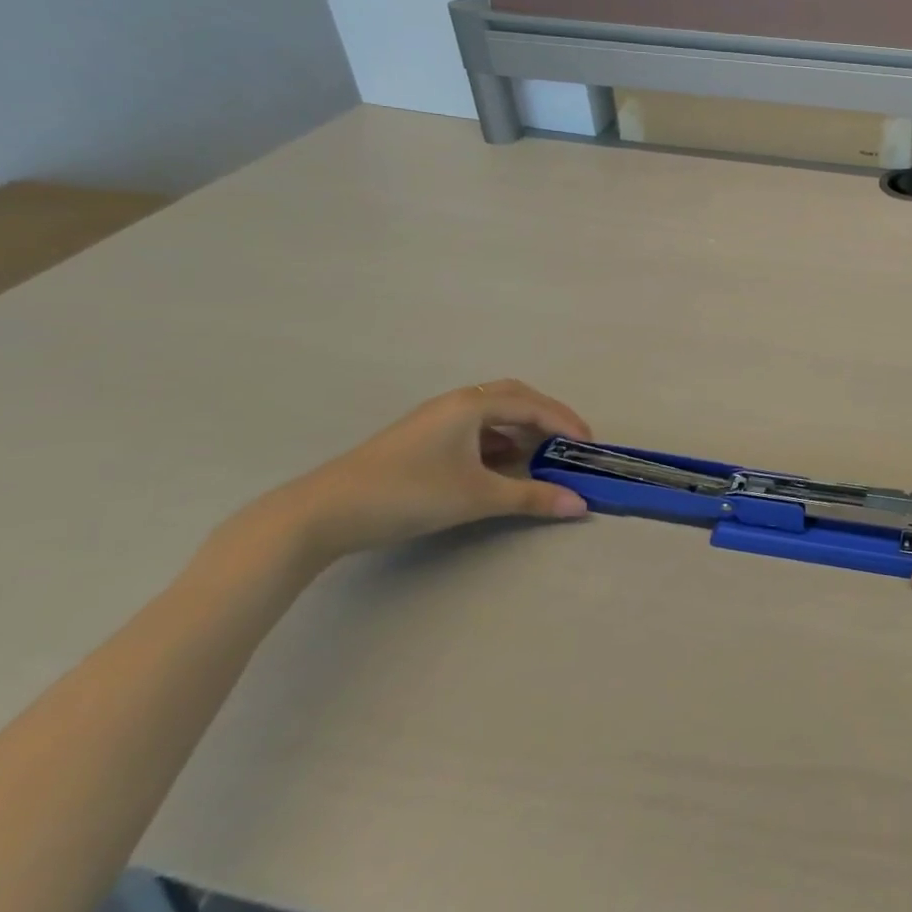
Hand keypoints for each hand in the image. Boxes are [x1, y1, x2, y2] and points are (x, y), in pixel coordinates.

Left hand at [268, 380, 592, 561]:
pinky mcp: (421, 440)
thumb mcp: (476, 496)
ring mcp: (434, 420)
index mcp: (471, 404)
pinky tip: (501, 465)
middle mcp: (455, 403)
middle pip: (514, 398)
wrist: (322, 513)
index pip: (533, 406)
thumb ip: (531, 497)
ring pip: (492, 414)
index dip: (566, 423)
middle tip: (569, 442)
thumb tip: (580, 504)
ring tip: (541, 455)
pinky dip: (498, 441)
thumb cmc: (407, 494)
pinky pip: (474, 429)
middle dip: (547, 417)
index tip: (589, 445)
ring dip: (521, 429)